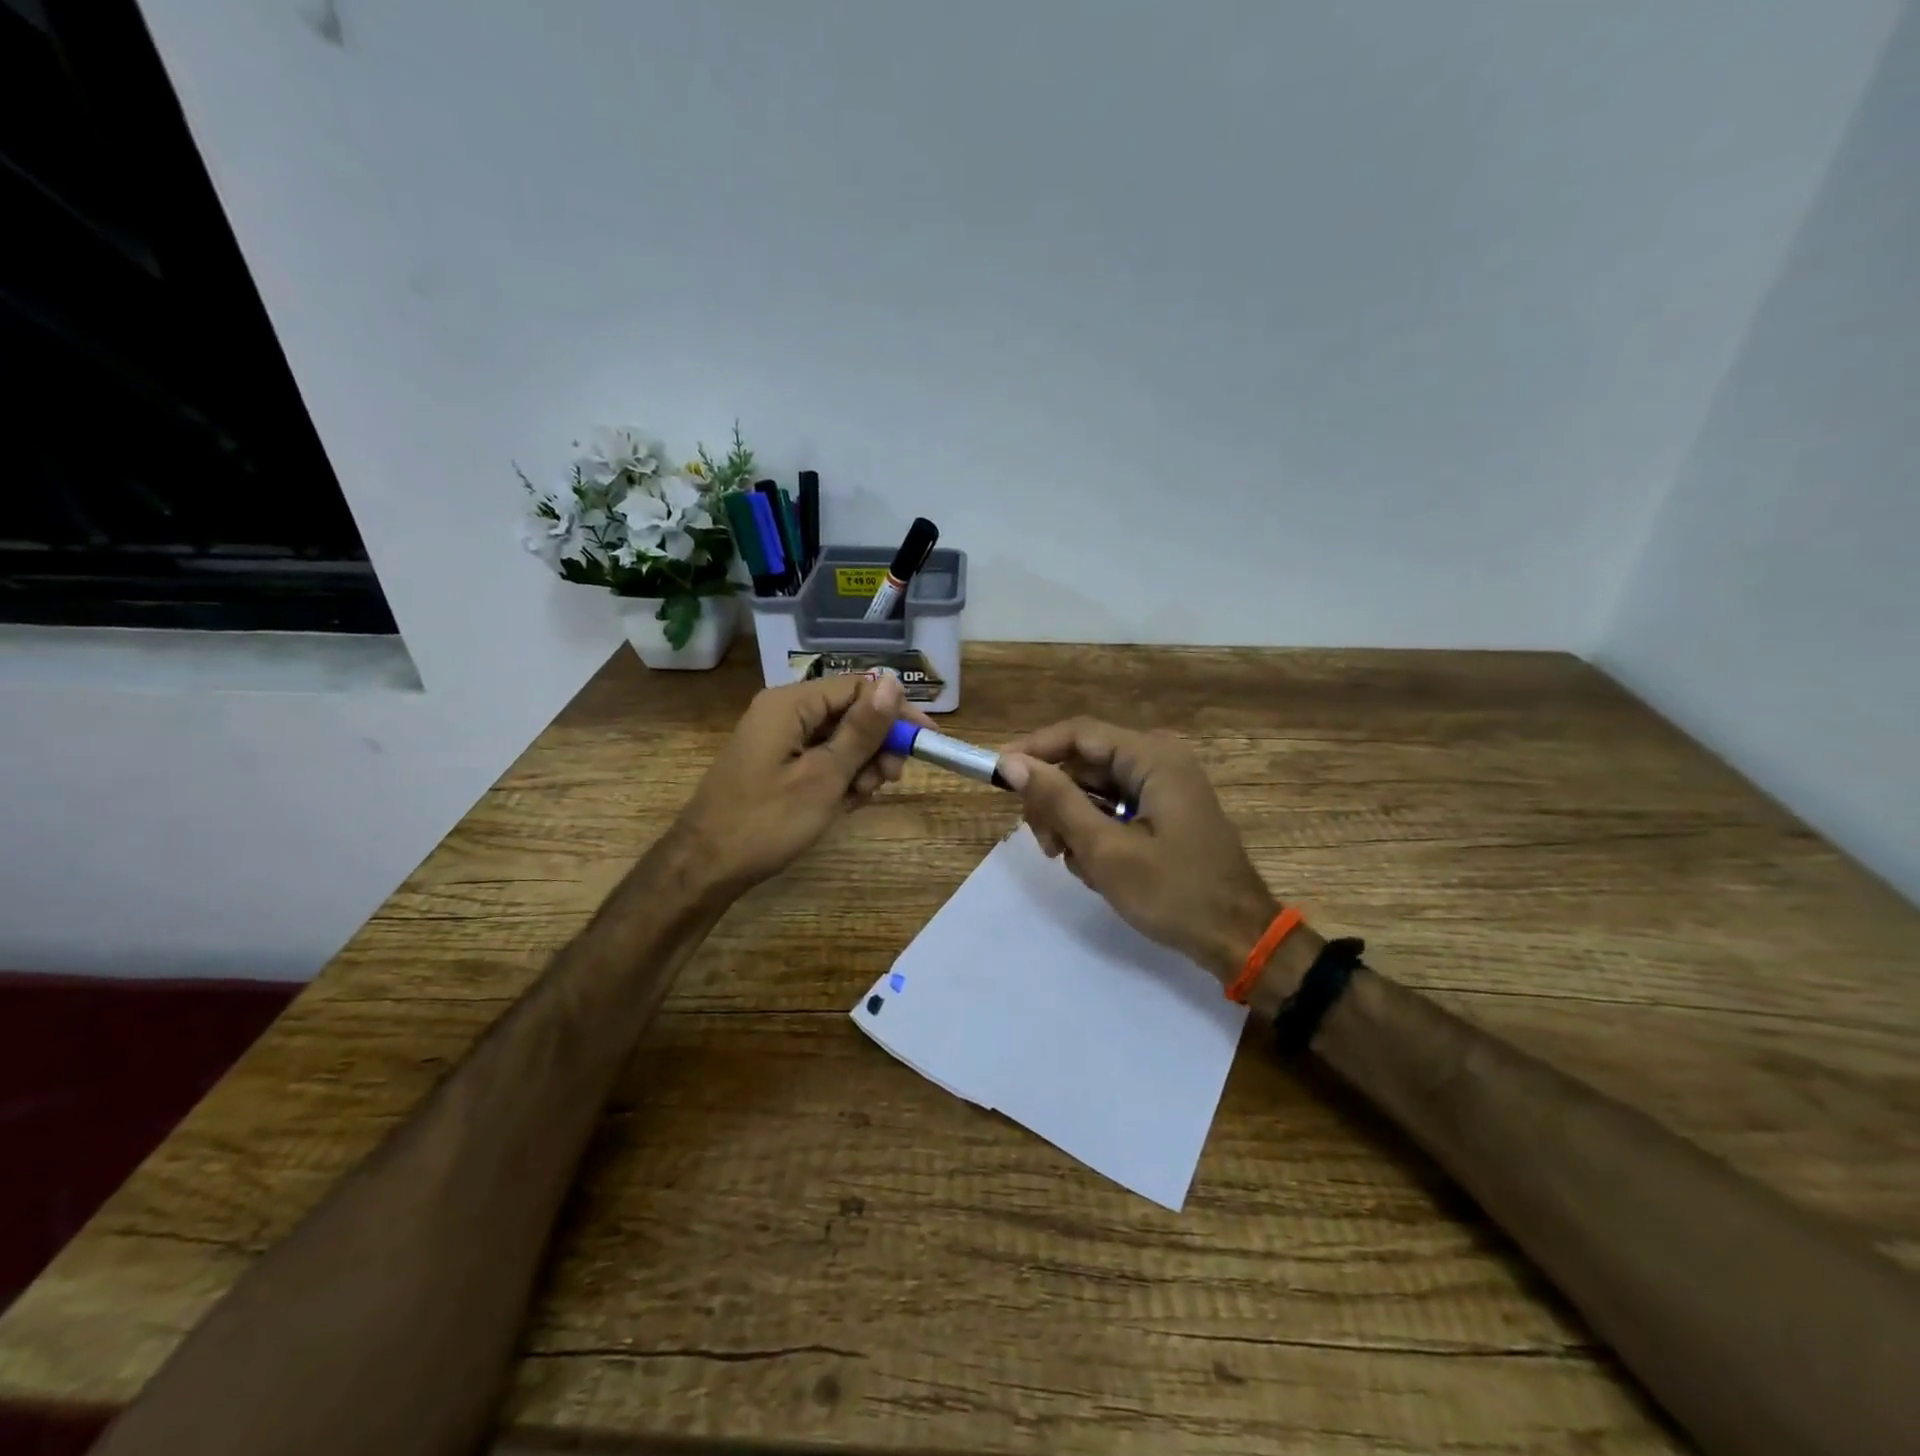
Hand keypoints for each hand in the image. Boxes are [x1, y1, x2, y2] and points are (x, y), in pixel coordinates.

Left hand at [676, 675, 924, 894]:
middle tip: (889, 780)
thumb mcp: (824, 776)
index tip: (925, 741)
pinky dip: (839, 779)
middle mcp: (784, 712)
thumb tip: (892, 683)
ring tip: (861, 798)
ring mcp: (778, 740)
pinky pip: (820, 759)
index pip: (858, 688)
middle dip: (876, 745)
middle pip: (849, 713)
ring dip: (860, 766)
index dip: (895, 712)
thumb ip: (861, 730)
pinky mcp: (777, 765)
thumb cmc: (767, 821)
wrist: (705, 867)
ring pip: (838, 739)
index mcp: (791, 704)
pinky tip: (845, 805)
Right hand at [997, 719, 1279, 984]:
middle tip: (1044, 844)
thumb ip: (1057, 802)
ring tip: (1076, 864)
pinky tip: (1097, 869)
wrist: (1238, 939)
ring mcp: (1164, 788)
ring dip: (1074, 824)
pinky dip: (1096, 835)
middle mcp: (1159, 761)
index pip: (1078, 734)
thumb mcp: (1105, 849)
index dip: (1034, 749)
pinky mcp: (1164, 813)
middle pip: (1084, 764)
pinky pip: (1114, 810)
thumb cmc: (1173, 893)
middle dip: (1056, 801)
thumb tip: (1013, 763)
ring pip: (1095, 791)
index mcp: (1153, 758)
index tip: (998, 774)